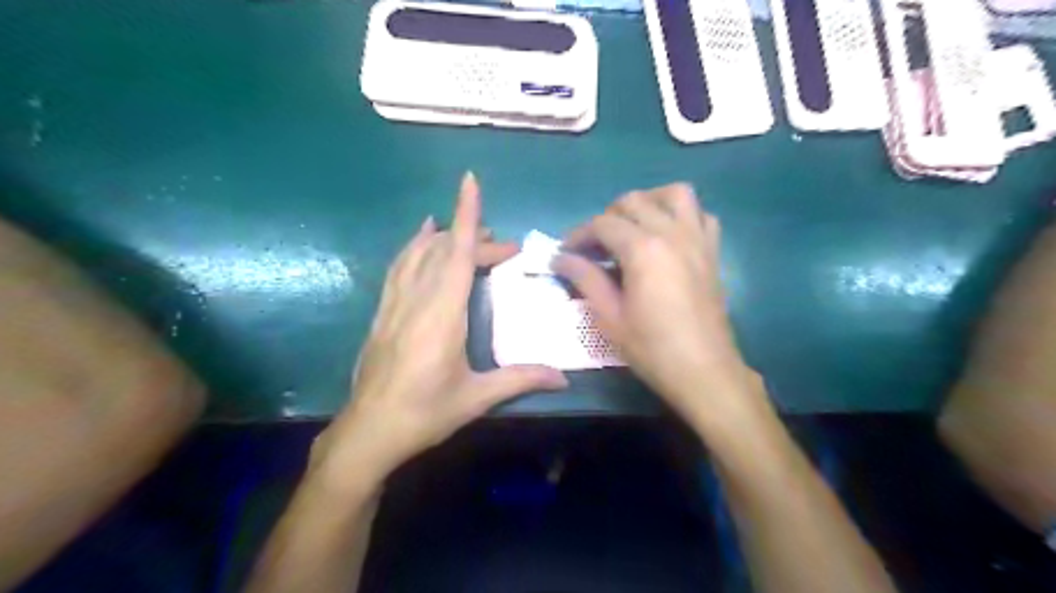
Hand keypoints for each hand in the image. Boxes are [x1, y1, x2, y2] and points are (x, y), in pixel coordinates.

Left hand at [312, 172, 568, 490]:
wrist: (368, 432)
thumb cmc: (425, 413)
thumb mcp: (476, 397)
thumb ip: (520, 379)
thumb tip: (564, 377)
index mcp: (442, 315)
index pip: (457, 254)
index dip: (466, 215)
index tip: (470, 181)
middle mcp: (417, 300)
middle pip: (445, 252)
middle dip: (475, 238)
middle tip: (504, 247)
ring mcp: (395, 304)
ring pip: (417, 254)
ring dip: (443, 236)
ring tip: (464, 229)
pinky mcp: (383, 313)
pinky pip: (398, 268)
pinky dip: (412, 247)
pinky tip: (420, 240)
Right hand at [554, 183, 767, 426]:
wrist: (704, 372)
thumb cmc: (652, 348)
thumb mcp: (609, 317)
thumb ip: (585, 279)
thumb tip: (559, 258)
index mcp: (643, 249)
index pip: (602, 224)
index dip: (579, 235)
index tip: (565, 253)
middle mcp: (672, 233)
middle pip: (633, 202)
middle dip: (607, 218)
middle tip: (595, 247)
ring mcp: (697, 240)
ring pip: (675, 194)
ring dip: (649, 202)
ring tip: (633, 226)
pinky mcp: (713, 252)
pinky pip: (701, 216)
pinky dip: (682, 216)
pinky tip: (668, 237)